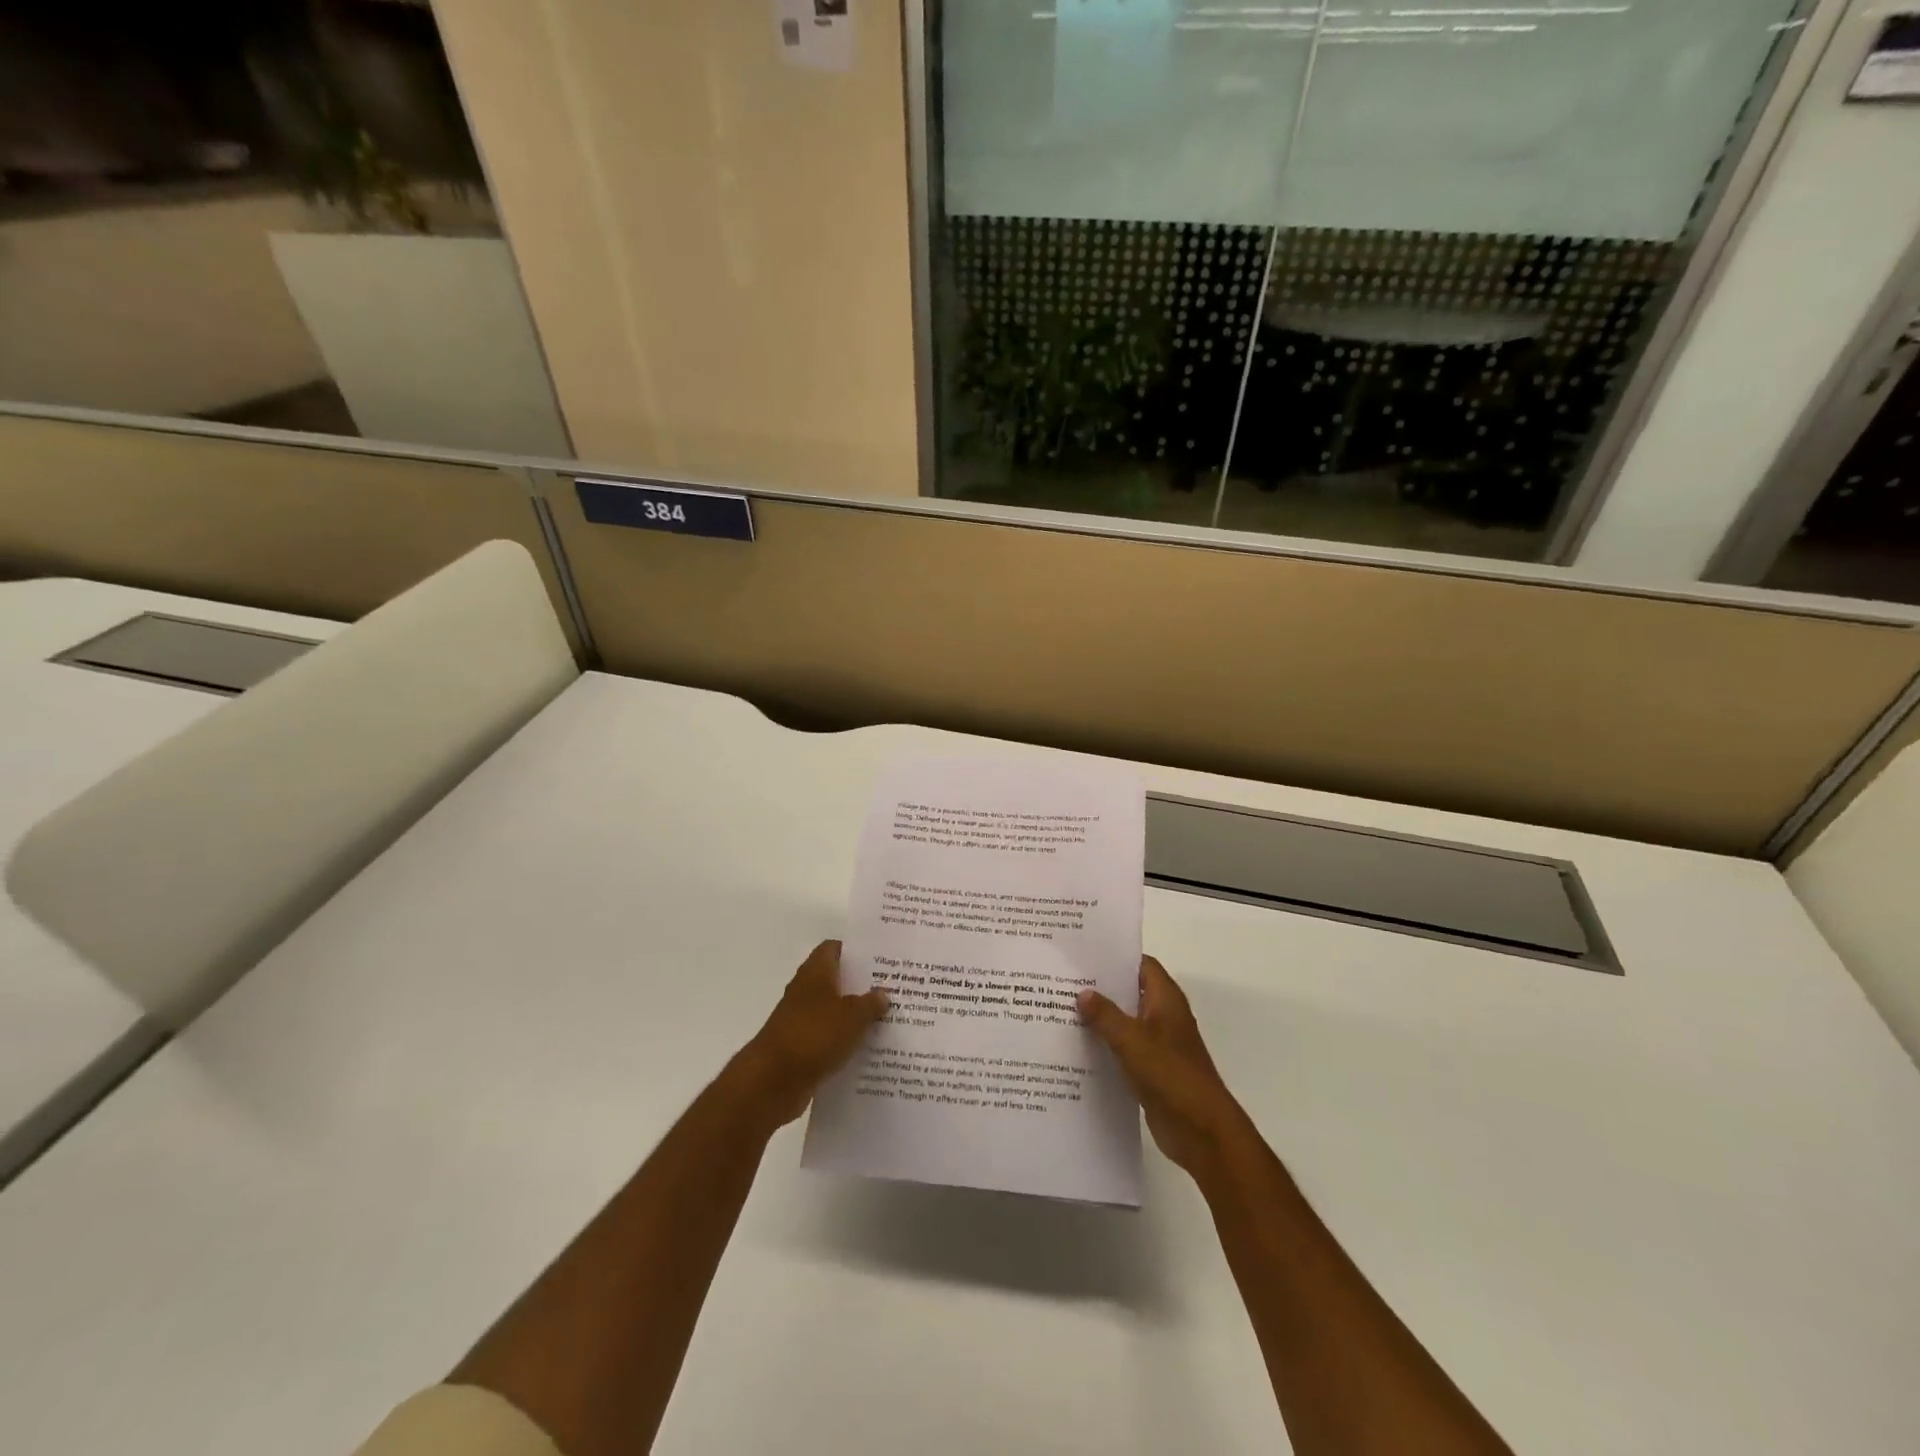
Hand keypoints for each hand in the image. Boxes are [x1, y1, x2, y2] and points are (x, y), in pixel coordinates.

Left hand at [732, 940, 887, 1129]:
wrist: (772, 1081)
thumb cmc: (814, 1035)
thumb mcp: (852, 1016)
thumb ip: (870, 1003)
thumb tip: (882, 993)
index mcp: (816, 972)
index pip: (834, 948)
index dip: (855, 951)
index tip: (880, 958)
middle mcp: (805, 991)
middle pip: (835, 980)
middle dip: (860, 985)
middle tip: (892, 989)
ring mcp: (800, 1020)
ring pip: (833, 1011)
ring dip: (853, 1016)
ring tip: (886, 1020)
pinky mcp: (800, 1048)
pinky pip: (827, 1039)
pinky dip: (843, 1042)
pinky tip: (867, 1050)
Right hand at [1079, 956, 1246, 1176]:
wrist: (1201, 1130)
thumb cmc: (1170, 1074)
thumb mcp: (1132, 1040)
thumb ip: (1106, 1015)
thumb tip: (1083, 992)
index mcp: (1166, 1000)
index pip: (1141, 965)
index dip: (1116, 957)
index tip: (1084, 954)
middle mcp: (1163, 1017)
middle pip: (1130, 992)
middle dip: (1101, 987)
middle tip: (1064, 980)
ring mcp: (1158, 1045)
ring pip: (1125, 1022)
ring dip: (1100, 1019)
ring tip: (1062, 1009)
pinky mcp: (1151, 1070)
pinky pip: (1124, 1050)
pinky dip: (1105, 1046)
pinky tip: (1077, 1047)